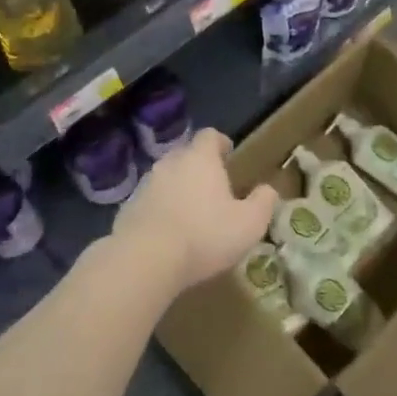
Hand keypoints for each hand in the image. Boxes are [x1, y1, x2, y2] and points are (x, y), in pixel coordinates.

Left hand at [112, 130, 277, 296]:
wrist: (145, 260)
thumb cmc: (205, 235)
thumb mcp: (249, 223)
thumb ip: (263, 202)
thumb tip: (268, 190)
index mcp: (200, 159)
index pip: (209, 136)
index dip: (220, 142)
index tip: (228, 153)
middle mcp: (170, 163)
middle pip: (185, 154)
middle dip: (199, 166)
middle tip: (213, 186)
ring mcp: (145, 185)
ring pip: (166, 178)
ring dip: (178, 188)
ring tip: (191, 211)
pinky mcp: (128, 208)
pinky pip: (150, 201)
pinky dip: (160, 209)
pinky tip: (169, 232)